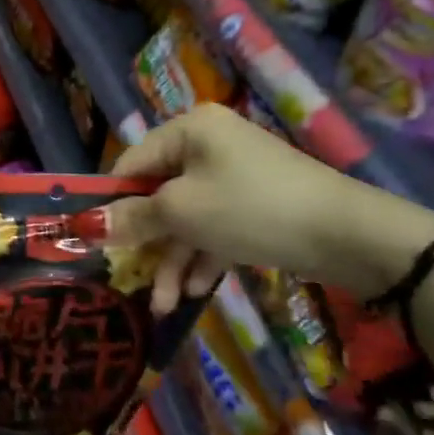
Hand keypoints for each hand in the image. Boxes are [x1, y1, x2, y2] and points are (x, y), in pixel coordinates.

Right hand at [99, 103, 433, 310]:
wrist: (350, 236)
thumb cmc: (250, 209)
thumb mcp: (182, 213)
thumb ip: (132, 218)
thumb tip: (84, 224)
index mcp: (189, 130)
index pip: (132, 163)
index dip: (113, 202)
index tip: (98, 240)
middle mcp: (210, 145)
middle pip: (160, 195)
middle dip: (148, 243)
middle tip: (133, 278)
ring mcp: (236, 176)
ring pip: (188, 218)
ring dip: (175, 260)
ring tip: (166, 305)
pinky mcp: (256, 205)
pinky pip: (216, 227)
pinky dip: (204, 256)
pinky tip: (195, 293)